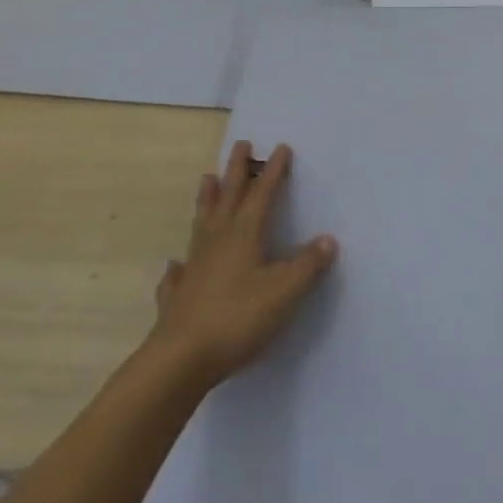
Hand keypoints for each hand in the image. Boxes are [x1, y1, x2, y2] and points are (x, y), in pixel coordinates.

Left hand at [148, 141, 336, 387]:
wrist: (181, 359)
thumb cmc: (238, 318)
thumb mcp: (284, 291)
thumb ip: (308, 265)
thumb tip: (327, 240)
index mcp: (244, 234)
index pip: (262, 194)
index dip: (272, 171)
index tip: (280, 147)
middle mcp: (217, 241)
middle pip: (228, 196)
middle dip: (236, 169)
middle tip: (241, 144)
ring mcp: (194, 266)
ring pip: (202, 222)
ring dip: (207, 199)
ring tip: (206, 179)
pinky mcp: (178, 294)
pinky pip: (178, 271)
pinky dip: (179, 263)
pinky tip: (175, 264)